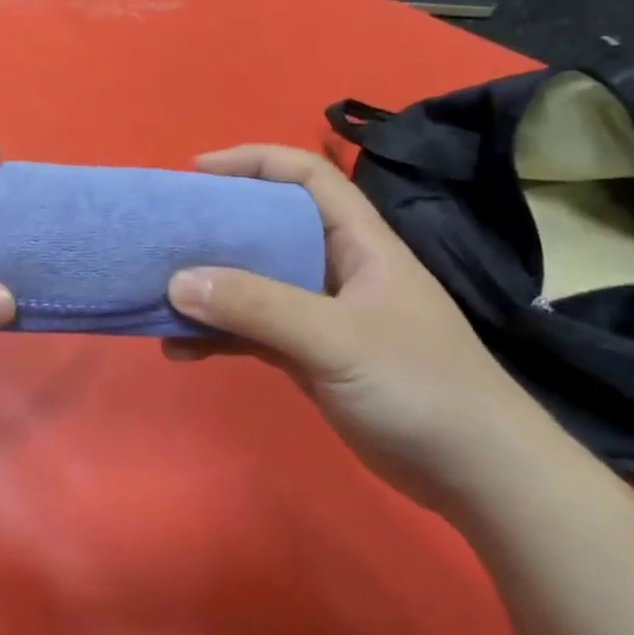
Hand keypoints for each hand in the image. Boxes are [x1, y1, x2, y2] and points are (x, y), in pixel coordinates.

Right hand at [166, 144, 556, 514]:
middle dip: (216, 227)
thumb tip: (177, 281)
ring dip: (209, 288)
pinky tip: (181, 350)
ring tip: (159, 297)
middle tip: (165, 235)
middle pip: (269, 227)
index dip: (253, 161)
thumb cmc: (419, 386)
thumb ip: (257, 307)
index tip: (195, 171)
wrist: (474, 474)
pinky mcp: (310, 356)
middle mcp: (337, 268)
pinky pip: (252, 331)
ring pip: (254, 283)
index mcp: (358, 241)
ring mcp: (322, 314)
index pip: (306, 175)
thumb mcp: (336, 338)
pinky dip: (217, 335)